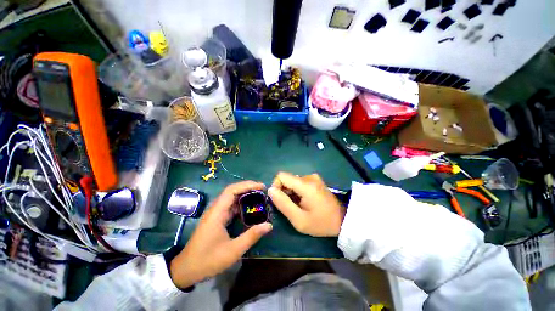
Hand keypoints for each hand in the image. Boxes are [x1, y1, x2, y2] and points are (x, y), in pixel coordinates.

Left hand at [170, 181, 272, 288]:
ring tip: (259, 197)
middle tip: (262, 190)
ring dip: (245, 196)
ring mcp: (215, 214)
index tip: (261, 187)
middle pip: (232, 191)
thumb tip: (269, 225)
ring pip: (231, 198)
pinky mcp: (216, 219)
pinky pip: (230, 207)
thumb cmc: (208, 260)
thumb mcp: (233, 251)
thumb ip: (251, 236)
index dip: (247, 185)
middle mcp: (216, 209)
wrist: (186, 270)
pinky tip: (249, 210)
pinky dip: (241, 205)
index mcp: (217, 213)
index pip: (232, 190)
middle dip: (248, 188)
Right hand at [268, 172, 344, 236]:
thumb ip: (283, 204)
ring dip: (291, 192)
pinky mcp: (316, 180)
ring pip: (293, 181)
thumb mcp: (299, 220)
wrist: (343, 220)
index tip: (279, 200)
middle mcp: (309, 177)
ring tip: (299, 206)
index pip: (281, 176)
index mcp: (305, 184)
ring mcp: (313, 177)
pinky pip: (299, 183)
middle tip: (291, 207)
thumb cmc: (321, 223)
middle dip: (284, 192)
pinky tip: (304, 202)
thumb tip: (270, 190)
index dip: (276, 186)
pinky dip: (297, 191)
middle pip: (287, 179)